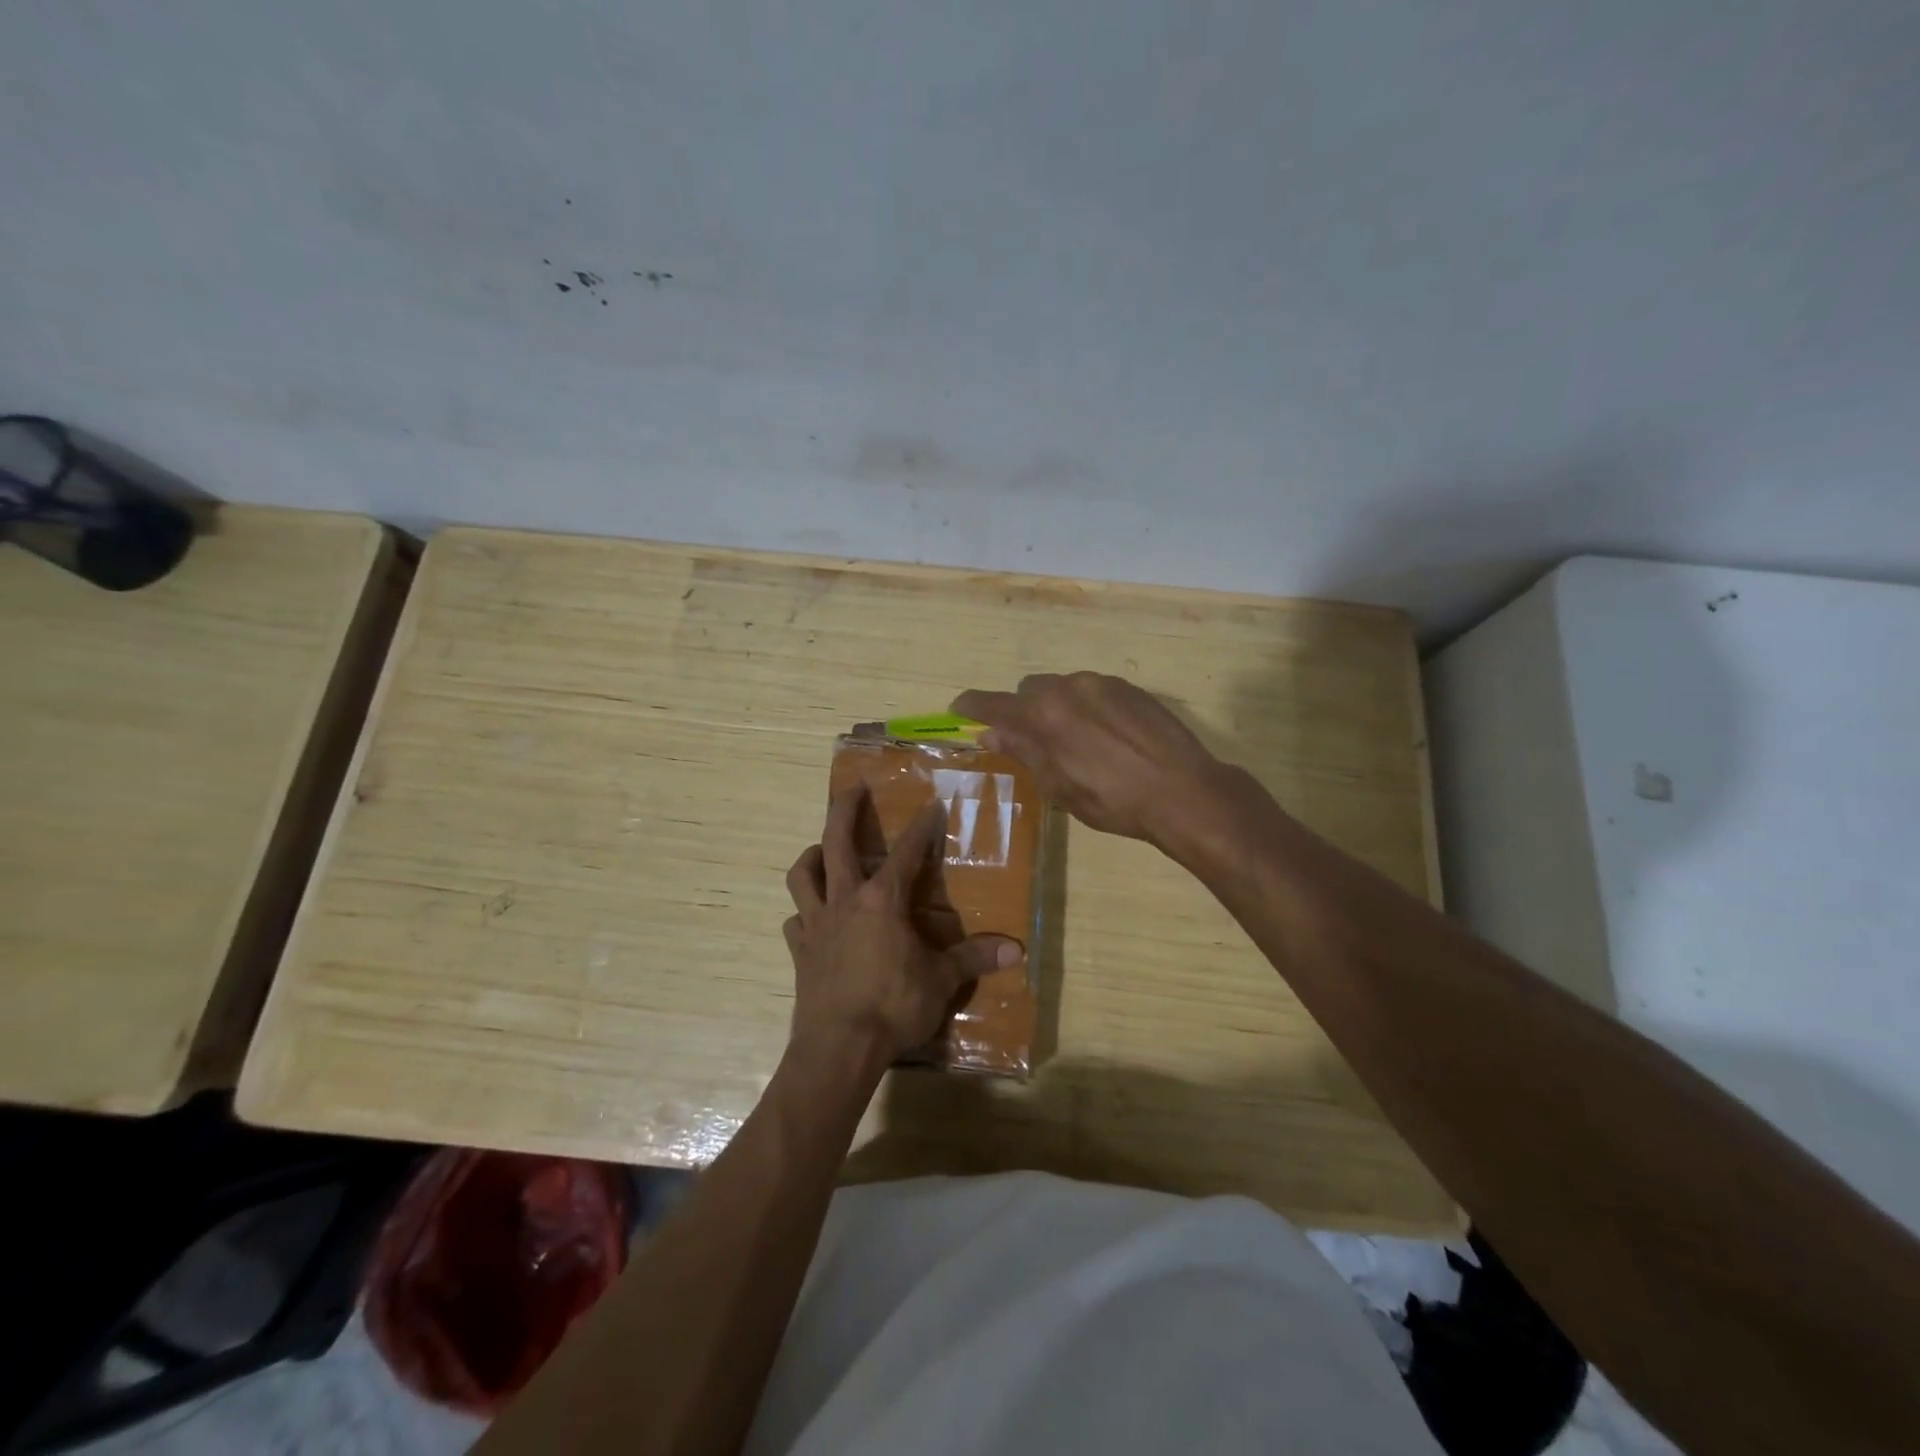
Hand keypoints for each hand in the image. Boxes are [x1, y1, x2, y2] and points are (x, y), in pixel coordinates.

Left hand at [783, 785, 1022, 1066]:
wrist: (839, 1048)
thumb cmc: (893, 1007)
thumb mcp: (941, 981)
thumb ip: (974, 959)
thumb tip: (1016, 950)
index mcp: (882, 900)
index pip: (906, 852)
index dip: (921, 827)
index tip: (931, 805)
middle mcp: (845, 900)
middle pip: (836, 840)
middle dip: (844, 809)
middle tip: (853, 789)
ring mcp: (817, 924)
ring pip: (802, 875)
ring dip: (812, 857)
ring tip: (822, 850)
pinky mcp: (800, 950)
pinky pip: (795, 921)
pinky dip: (804, 913)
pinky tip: (812, 918)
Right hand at [952, 672, 1226, 845]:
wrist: (1184, 791)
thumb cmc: (1114, 801)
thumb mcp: (1059, 786)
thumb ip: (1024, 752)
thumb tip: (991, 733)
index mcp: (1043, 716)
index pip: (993, 703)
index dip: (972, 706)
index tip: (960, 709)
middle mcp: (1068, 688)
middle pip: (1028, 690)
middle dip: (1023, 711)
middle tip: (1033, 741)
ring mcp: (1102, 683)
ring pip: (1062, 687)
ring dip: (1056, 707)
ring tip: (1077, 742)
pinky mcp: (1130, 687)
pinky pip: (1092, 689)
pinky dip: (1086, 706)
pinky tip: (1106, 736)